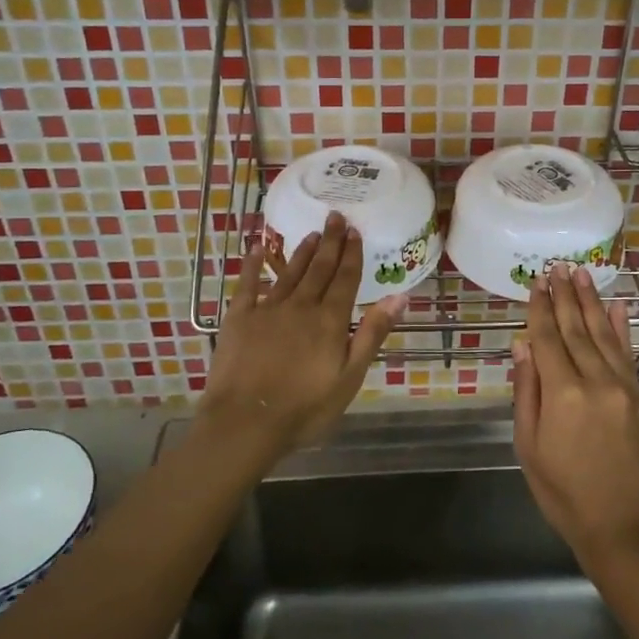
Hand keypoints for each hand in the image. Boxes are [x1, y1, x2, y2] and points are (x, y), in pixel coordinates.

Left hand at [203, 212, 405, 456]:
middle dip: (331, 242)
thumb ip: (372, 333)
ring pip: (289, 272)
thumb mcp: (350, 376)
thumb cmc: (305, 408)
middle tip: (336, 216)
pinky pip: (247, 284)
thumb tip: (399, 296)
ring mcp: (267, 309)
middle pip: (319, 268)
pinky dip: (252, 265)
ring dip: (302, 251)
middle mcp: (300, 306)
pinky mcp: (239, 318)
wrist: (246, 422)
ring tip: (313, 233)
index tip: (355, 231)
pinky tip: (256, 248)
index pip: (345, 279)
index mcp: (329, 320)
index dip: (351, 254)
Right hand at [512, 263, 638, 566]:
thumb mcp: (529, 446)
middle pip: (577, 329)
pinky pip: (628, 354)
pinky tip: (617, 307)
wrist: (623, 527)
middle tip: (558, 266)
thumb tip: (523, 344)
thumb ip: (527, 391)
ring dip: (592, 302)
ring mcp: (624, 387)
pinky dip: (622, 328)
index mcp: (563, 394)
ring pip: (604, 335)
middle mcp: (596, 381)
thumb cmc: (563, 492)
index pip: (548, 338)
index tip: (537, 282)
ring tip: (582, 274)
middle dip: (566, 296)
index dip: (541, 309)